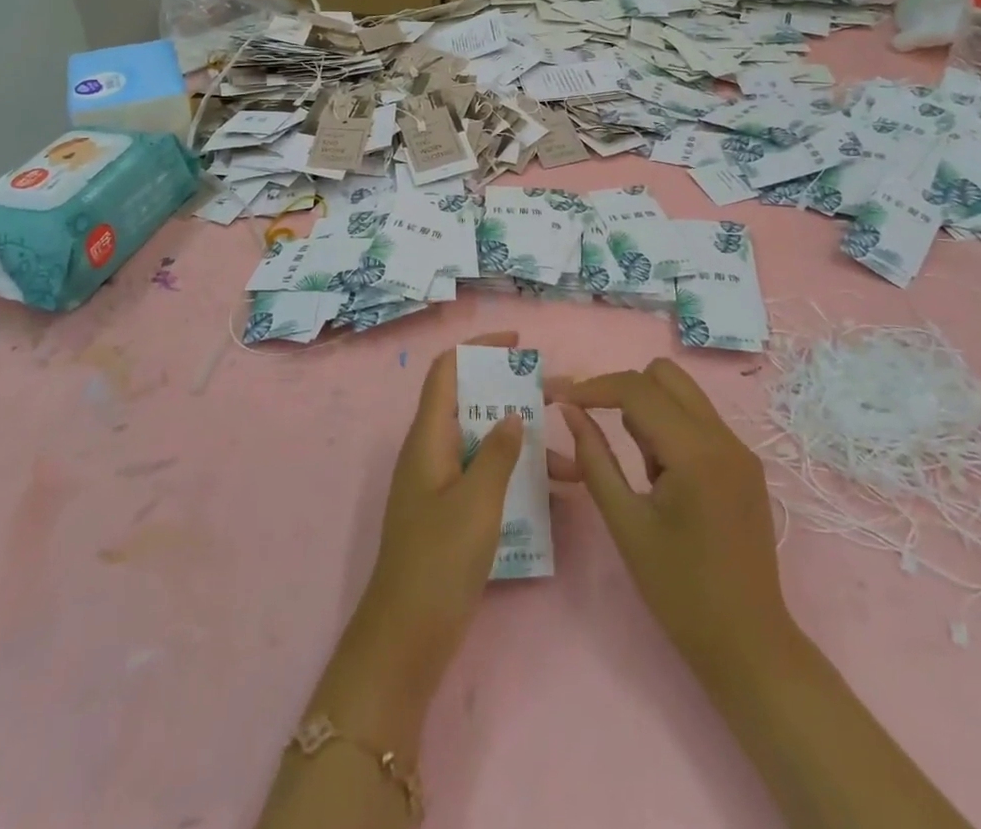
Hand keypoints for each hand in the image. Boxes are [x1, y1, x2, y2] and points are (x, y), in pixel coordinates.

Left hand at [316, 337, 522, 736]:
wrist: (407, 636)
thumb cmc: (439, 559)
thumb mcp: (476, 500)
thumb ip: (498, 452)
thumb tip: (513, 415)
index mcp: (428, 436)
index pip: (448, 370)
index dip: (478, 348)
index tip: (518, 344)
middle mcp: (432, 450)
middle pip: (473, 404)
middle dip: (516, 396)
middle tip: (562, 397)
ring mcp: (441, 482)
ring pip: (486, 443)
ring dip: (525, 444)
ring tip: (573, 457)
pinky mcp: (452, 512)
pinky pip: (487, 477)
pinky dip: (517, 477)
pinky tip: (555, 496)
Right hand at [550, 359, 794, 692]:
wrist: (749, 645)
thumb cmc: (679, 590)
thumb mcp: (625, 523)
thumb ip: (594, 458)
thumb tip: (570, 411)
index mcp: (695, 451)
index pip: (636, 388)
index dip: (592, 386)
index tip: (557, 396)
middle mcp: (723, 437)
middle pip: (665, 375)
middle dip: (623, 389)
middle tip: (596, 424)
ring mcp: (739, 450)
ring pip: (683, 395)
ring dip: (648, 409)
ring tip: (636, 468)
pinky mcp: (744, 465)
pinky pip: (698, 422)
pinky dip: (670, 429)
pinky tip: (659, 478)